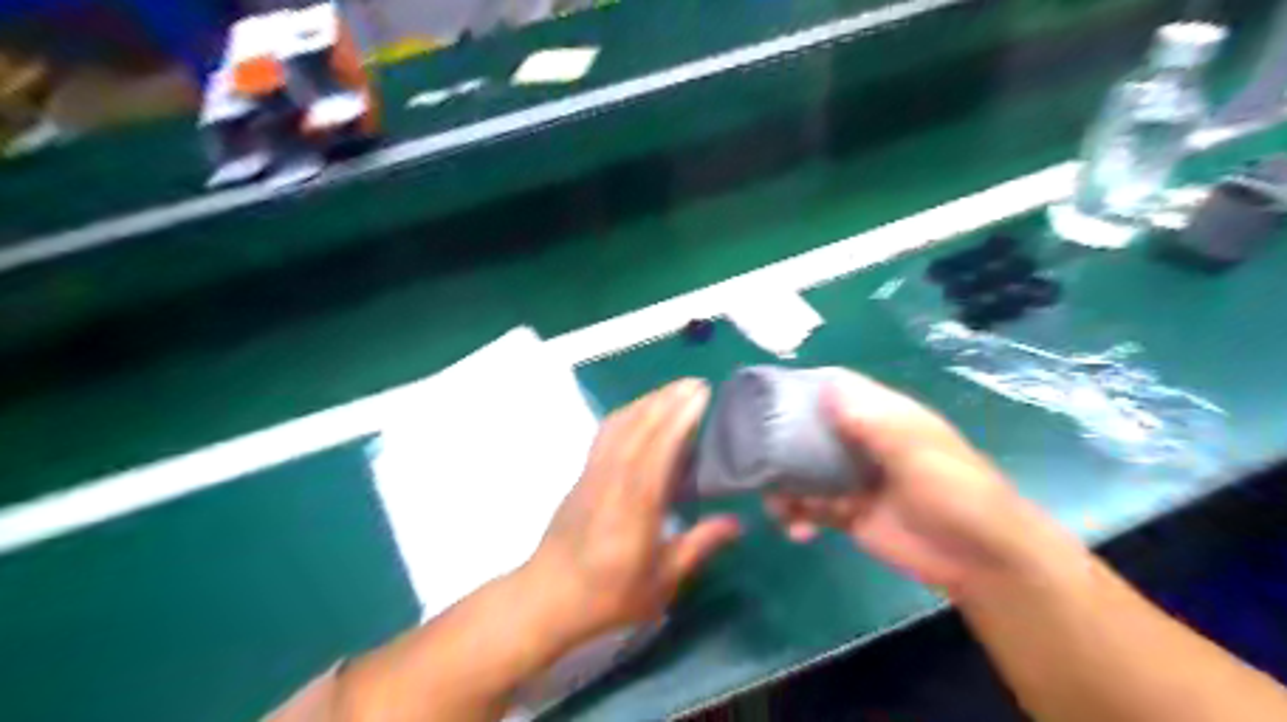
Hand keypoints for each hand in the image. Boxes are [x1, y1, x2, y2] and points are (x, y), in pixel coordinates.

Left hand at [521, 382, 744, 651]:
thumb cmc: (609, 596)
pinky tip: (639, 414)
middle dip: (667, 399)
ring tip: (673, 391)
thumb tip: (737, 522)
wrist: (547, 598)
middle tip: (695, 383)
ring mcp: (593, 473)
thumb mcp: (662, 581)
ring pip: (619, 424)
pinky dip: (626, 414)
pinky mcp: (582, 475)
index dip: (680, 416)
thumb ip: (700, 545)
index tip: (701, 394)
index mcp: (636, 504)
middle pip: (640, 426)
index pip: (660, 447)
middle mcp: (612, 478)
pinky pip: (605, 433)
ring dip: (647, 402)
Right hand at [763, 370, 1043, 590]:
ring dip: (783, 485)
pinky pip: (810, 508)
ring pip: (803, 471)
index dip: (802, 387)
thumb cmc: (957, 493)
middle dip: (780, 443)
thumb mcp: (918, 452)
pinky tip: (795, 530)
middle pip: (810, 429)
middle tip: (754, 458)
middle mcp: (861, 441)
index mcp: (882, 416)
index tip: (765, 397)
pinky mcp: (848, 513)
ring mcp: (852, 478)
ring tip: (775, 505)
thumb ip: (873, 423)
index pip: (836, 388)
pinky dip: (796, 516)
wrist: (981, 559)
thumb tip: (827, 388)